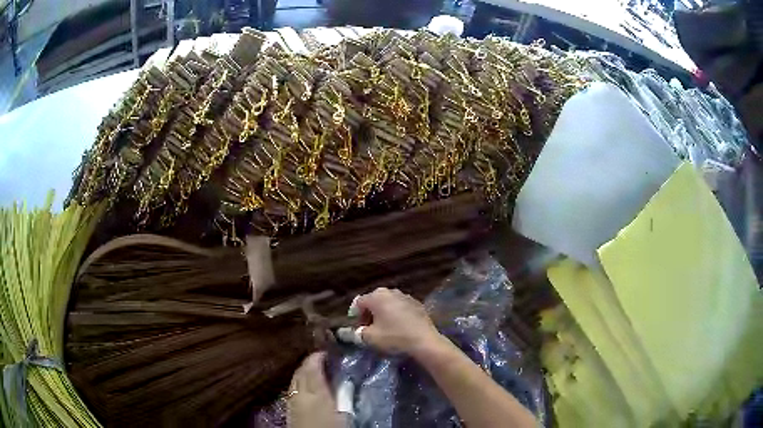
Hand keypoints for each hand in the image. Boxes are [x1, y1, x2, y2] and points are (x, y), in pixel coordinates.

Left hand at [287, 352, 342, 427]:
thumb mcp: (344, 414)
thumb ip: (344, 395)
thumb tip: (346, 380)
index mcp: (315, 392)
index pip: (312, 367)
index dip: (318, 356)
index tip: (327, 352)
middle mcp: (299, 393)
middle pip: (300, 371)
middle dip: (309, 362)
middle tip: (323, 360)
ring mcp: (291, 401)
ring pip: (294, 379)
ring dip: (303, 372)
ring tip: (316, 372)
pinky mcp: (288, 409)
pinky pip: (292, 389)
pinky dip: (299, 383)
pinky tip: (307, 388)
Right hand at [355, 287, 442, 355]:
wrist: (425, 341)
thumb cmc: (394, 337)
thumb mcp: (370, 338)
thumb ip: (354, 333)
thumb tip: (342, 332)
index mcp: (376, 296)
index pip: (358, 303)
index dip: (354, 316)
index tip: (357, 329)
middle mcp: (390, 291)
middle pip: (373, 301)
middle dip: (368, 314)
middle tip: (369, 330)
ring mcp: (406, 296)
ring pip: (388, 304)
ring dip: (382, 314)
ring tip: (384, 329)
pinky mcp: (417, 304)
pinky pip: (400, 308)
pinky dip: (396, 315)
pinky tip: (399, 328)